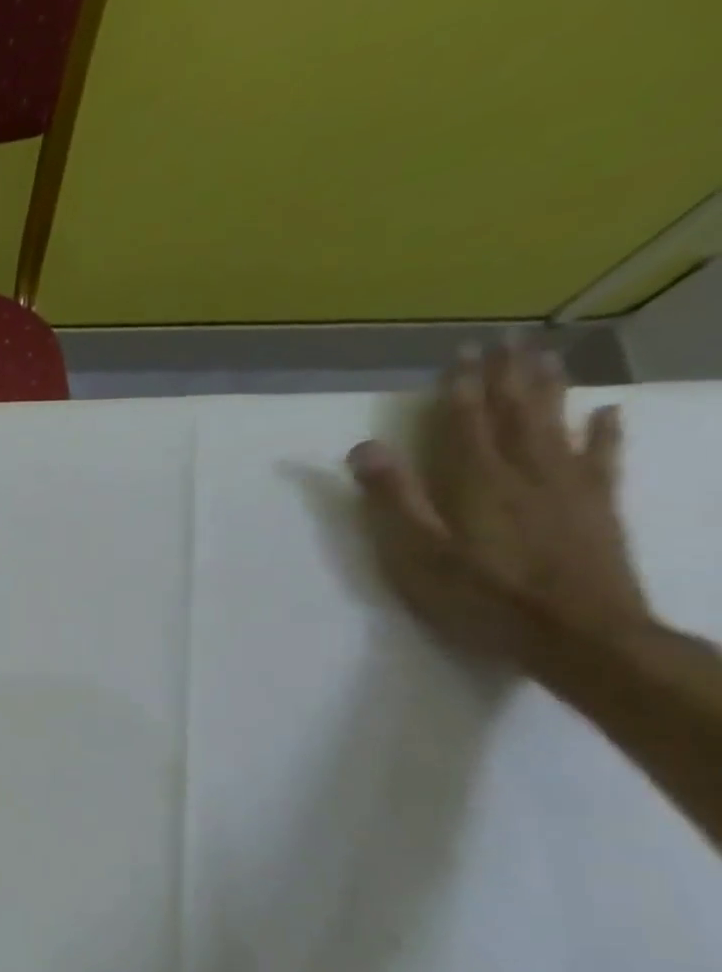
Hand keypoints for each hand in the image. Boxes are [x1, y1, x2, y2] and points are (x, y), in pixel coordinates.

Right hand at [347, 339, 651, 667]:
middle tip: (508, 339)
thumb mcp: (418, 555)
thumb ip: (393, 499)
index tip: (461, 353)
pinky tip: (607, 411)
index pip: (466, 422)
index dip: (461, 387)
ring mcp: (569, 486)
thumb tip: (365, 447)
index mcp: (476, 482)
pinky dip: (605, 430)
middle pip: (516, 412)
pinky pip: (603, 457)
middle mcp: (526, 471)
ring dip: (550, 388)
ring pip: (559, 423)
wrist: (577, 632)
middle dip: (508, 375)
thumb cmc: (481, 597)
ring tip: (547, 357)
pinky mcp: (598, 506)